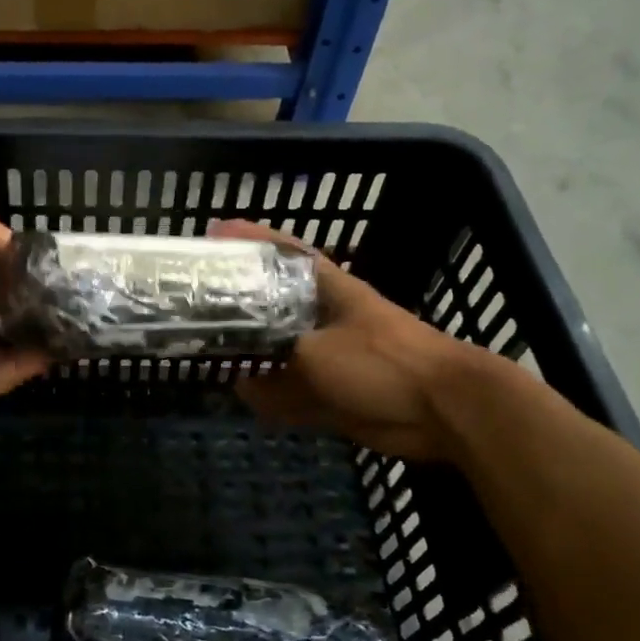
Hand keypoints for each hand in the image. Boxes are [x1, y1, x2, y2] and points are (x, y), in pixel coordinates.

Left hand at [0, 192, 47, 424]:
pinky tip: (66, 343)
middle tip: (66, 287)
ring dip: (38, 329)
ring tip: (77, 313)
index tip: (40, 256)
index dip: (3, 261)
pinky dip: (36, 360)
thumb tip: (6, 236)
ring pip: (7, 341)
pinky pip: (9, 372)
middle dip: (26, 298)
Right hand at [211, 220, 480, 461]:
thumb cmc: (382, 361)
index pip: (283, 252)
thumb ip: (275, 363)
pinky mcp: (335, 392)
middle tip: (196, 302)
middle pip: (273, 302)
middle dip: (239, 302)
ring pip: (279, 351)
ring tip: (208, 352)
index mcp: (327, 289)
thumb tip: (241, 380)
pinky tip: (242, 396)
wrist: (443, 409)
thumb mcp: (316, 353)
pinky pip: (292, 392)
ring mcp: (330, 355)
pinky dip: (271, 397)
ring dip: (251, 355)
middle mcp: (323, 317)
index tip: (215, 231)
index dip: (251, 238)